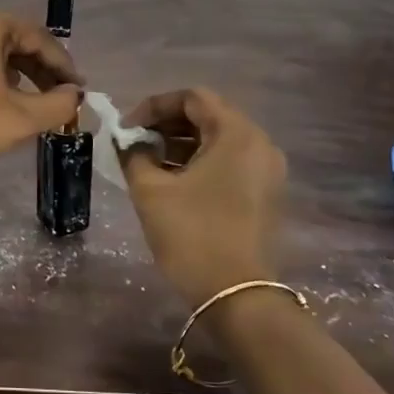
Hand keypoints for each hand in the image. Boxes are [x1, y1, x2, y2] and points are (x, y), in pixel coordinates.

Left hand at [0, 11, 81, 185]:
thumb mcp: (23, 119)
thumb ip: (58, 103)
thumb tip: (74, 94)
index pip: (36, 38)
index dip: (62, 64)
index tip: (77, 89)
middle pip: (6, 38)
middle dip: (34, 66)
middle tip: (55, 95)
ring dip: (0, 62)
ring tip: (18, 90)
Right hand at [121, 87, 288, 306]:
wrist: (236, 296)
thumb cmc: (192, 234)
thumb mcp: (151, 191)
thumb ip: (134, 155)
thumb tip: (128, 142)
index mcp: (237, 134)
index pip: (192, 98)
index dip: (154, 106)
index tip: (127, 129)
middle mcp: (259, 143)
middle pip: (208, 115)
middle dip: (166, 124)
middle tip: (134, 142)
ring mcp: (266, 170)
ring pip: (218, 140)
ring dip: (181, 144)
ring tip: (148, 162)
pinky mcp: (265, 193)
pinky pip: (229, 161)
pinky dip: (200, 162)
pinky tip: (172, 180)